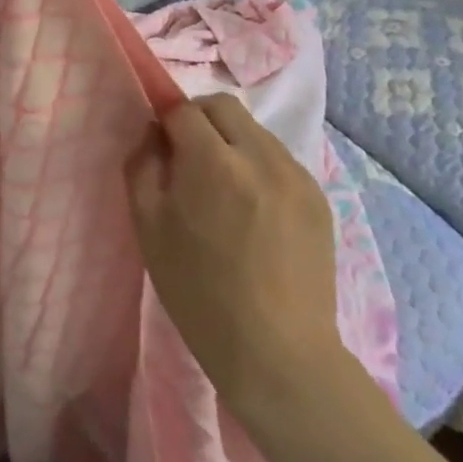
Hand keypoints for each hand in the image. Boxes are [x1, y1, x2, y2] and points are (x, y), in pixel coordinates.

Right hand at [125, 94, 345, 424]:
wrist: (278, 354)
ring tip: (223, 190)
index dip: (166, 122)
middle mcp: (260, 156)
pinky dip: (258, 167)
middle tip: (187, 160)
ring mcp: (296, 176)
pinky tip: (253, 211)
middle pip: (223, 107)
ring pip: (254, 131)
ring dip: (231, 142)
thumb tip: (154, 135)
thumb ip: (143, 165)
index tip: (161, 149)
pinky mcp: (319, 199)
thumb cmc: (200, 292)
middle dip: (198, 120)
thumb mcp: (148, 227)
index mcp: (213, 161)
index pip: (184, 109)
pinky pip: (279, 160)